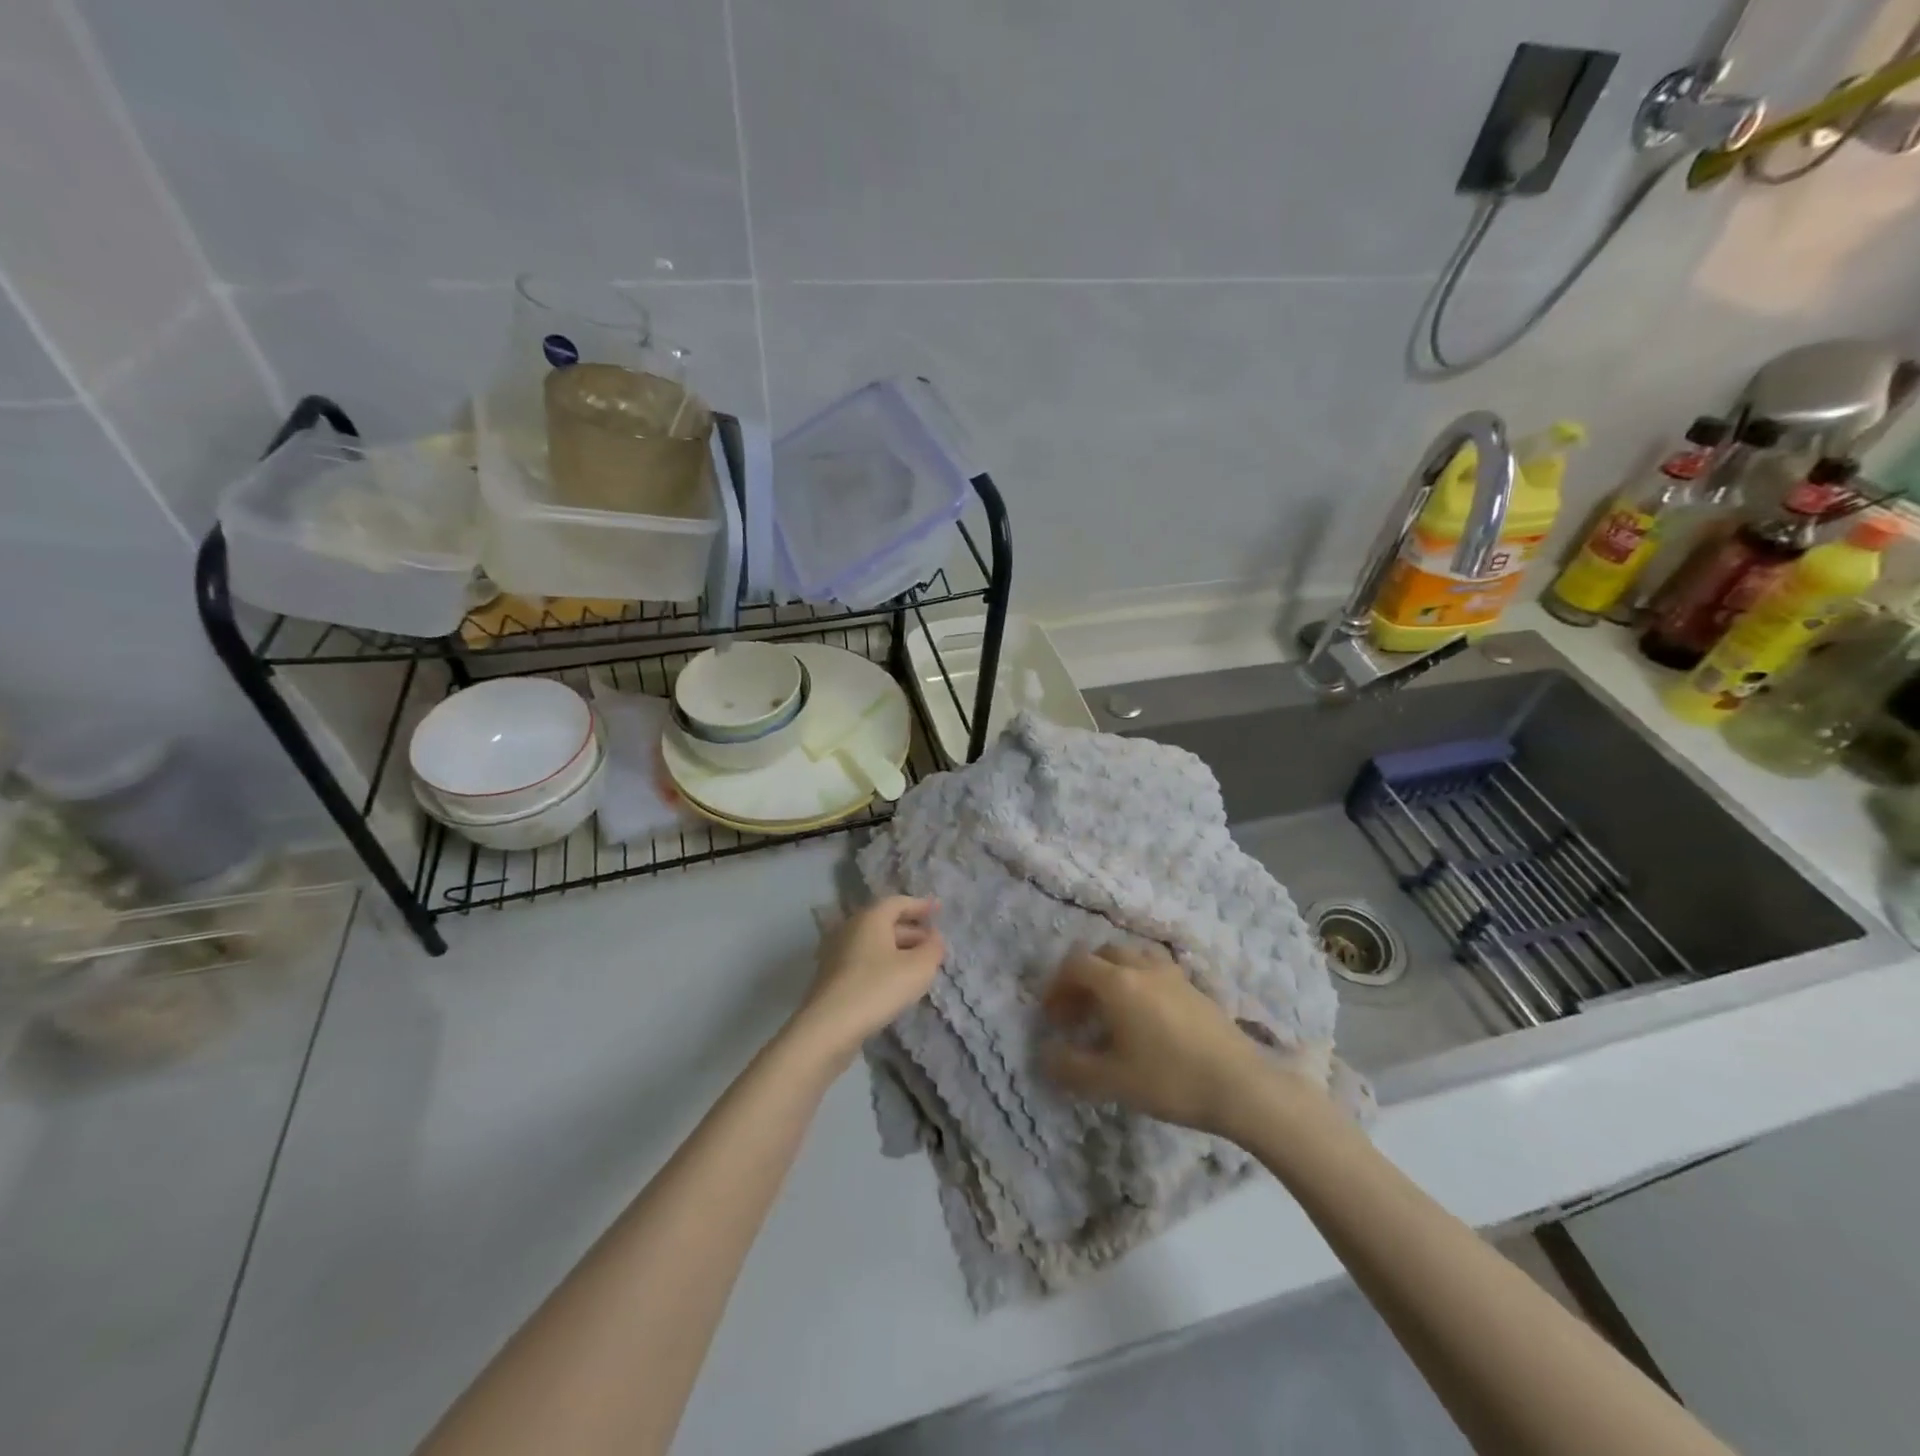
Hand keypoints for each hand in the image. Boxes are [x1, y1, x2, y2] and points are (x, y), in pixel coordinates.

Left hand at [794, 897, 944, 1060]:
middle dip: (912, 931)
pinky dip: (883, 964)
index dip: (921, 906)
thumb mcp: (918, 968)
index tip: (939, 910)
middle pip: (885, 922)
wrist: (828, 1027)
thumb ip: (933, 949)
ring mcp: (837, 953)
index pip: (898, 902)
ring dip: (898, 950)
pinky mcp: (831, 977)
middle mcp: (851, 928)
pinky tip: (895, 983)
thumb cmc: (877, 988)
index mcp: (870, 918)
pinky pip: (864, 961)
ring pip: (875, 944)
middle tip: (933, 944)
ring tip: (919, 965)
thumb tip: (935, 938)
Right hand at [1040, 943, 1305, 1136]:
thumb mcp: (1112, 1081)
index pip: (1075, 964)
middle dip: (1083, 978)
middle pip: (1102, 954)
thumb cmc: (1171, 1079)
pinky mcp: (1195, 988)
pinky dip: (1139, 983)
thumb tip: (1046, 1055)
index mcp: (1117, 982)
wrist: (1242, 1086)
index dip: (1056, 986)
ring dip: (1113, 976)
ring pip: (1132, 957)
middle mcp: (1142, 967)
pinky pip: (1155, 971)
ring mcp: (1172, 974)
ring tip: (1111, 1010)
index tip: (1052, 1017)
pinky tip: (1146, 1018)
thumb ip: (1071, 1067)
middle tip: (1078, 1013)